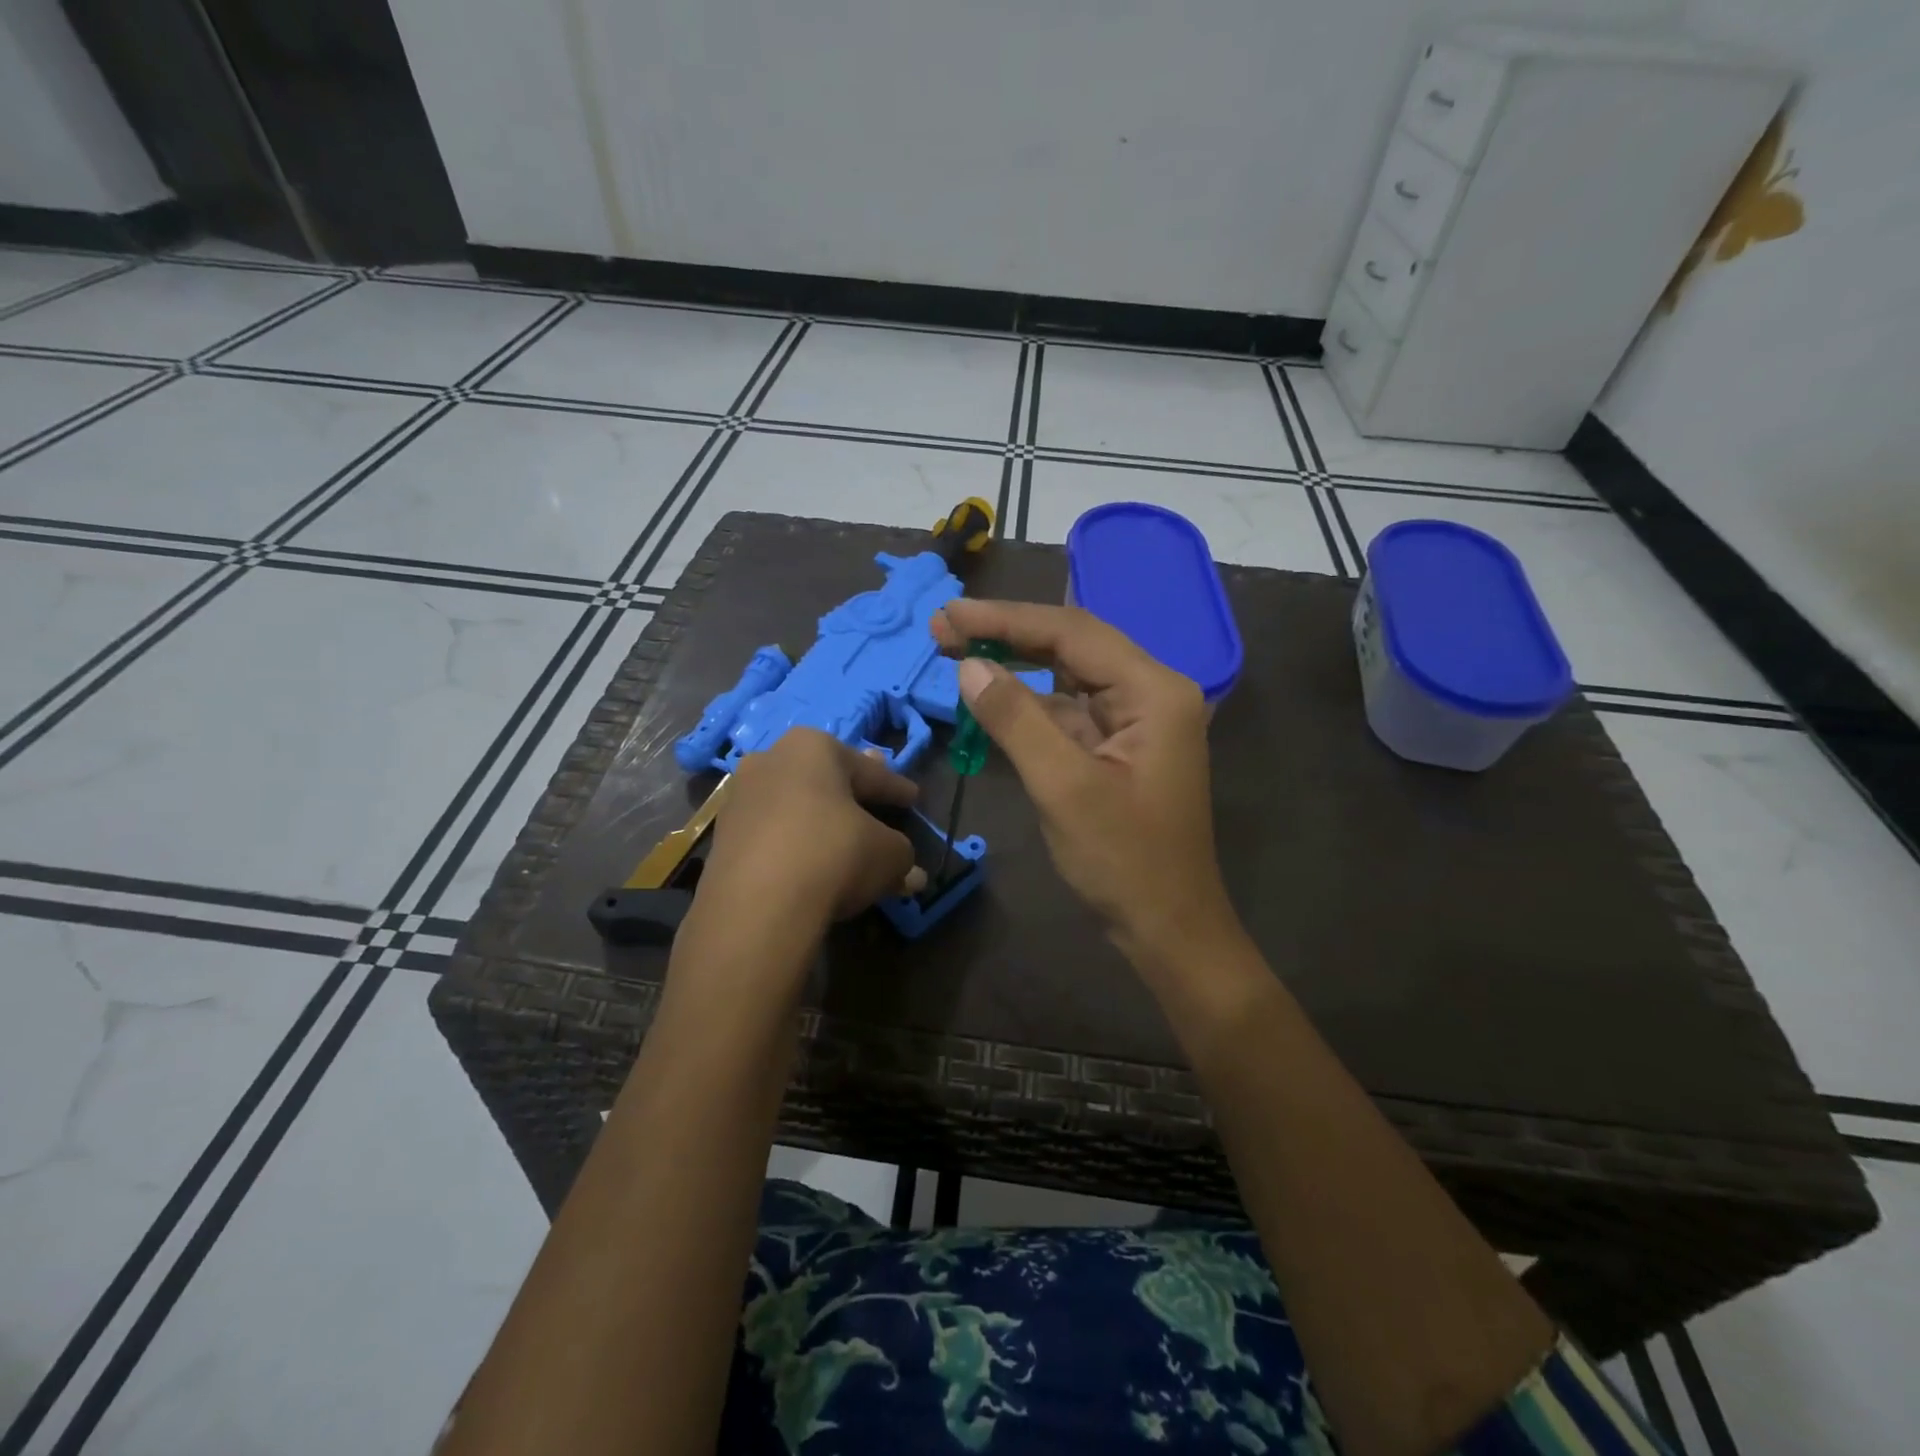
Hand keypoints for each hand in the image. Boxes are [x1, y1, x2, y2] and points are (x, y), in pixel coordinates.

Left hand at [696, 729, 925, 931]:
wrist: (758, 905)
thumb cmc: (834, 855)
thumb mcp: (888, 855)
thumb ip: (902, 855)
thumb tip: (912, 873)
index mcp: (814, 747)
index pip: (869, 771)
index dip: (895, 788)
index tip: (913, 798)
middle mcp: (771, 760)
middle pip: (824, 779)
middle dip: (851, 792)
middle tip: (874, 799)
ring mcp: (740, 798)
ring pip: (794, 805)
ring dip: (818, 820)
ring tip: (841, 836)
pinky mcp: (722, 838)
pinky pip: (771, 835)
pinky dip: (793, 845)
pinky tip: (809, 863)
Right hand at [931, 600, 1236, 964]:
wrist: (1168, 928)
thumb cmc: (1124, 861)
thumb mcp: (1064, 787)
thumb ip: (1016, 720)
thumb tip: (969, 666)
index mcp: (1154, 691)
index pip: (1072, 633)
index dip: (1006, 620)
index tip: (948, 615)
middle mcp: (1151, 693)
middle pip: (1072, 645)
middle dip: (1007, 634)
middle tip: (944, 627)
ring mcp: (1136, 721)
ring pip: (1068, 676)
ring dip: (1015, 665)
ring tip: (957, 651)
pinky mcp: (1118, 747)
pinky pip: (1069, 711)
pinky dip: (1029, 705)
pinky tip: (992, 698)